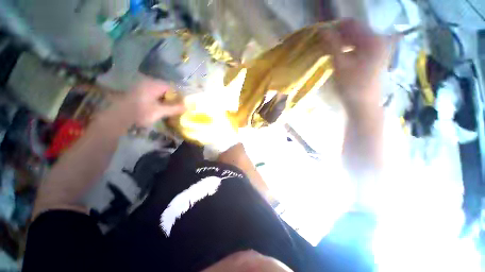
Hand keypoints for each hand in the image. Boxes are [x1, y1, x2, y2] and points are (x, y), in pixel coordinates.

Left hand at [101, 77, 185, 132]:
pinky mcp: (138, 92)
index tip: (182, 105)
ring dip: (165, 100)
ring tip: (168, 109)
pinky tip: (158, 108)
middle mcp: (148, 83)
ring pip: (159, 92)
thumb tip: (187, 107)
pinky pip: (152, 94)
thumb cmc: (140, 113)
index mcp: (154, 85)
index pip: (172, 88)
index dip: (178, 96)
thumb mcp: (160, 112)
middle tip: (176, 108)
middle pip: (166, 89)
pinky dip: (158, 100)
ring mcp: (142, 87)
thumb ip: (174, 108)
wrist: (117, 117)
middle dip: (172, 99)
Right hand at [325, 19, 387, 117]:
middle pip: (356, 30)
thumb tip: (322, 30)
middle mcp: (378, 40)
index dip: (335, 26)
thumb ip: (333, 45)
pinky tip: (340, 54)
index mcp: (372, 39)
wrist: (363, 104)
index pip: (352, 23)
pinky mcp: (375, 56)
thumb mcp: (340, 64)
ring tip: (330, 48)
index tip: (322, 34)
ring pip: (357, 38)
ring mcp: (378, 48)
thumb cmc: (351, 86)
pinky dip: (348, 47)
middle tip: (324, 42)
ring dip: (343, 41)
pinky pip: (360, 46)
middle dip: (339, 34)